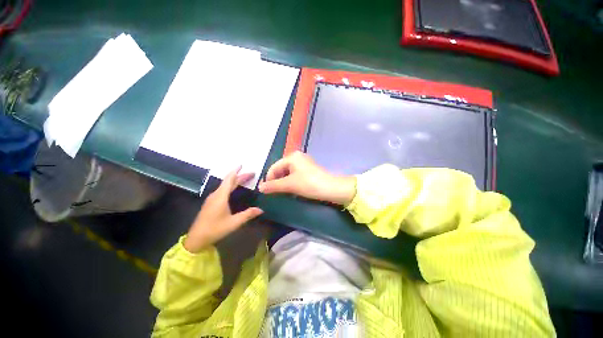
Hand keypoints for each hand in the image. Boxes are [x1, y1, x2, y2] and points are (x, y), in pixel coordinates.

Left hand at [183, 166, 263, 252]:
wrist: (196, 239)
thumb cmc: (215, 229)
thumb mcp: (234, 223)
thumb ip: (248, 214)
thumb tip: (261, 210)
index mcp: (221, 196)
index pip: (229, 179)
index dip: (236, 171)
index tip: (242, 165)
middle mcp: (216, 194)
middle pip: (229, 182)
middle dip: (240, 176)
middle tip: (252, 174)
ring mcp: (212, 199)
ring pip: (225, 185)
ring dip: (235, 181)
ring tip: (245, 180)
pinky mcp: (211, 203)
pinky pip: (222, 190)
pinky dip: (230, 186)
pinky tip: (234, 190)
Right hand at [258, 151, 355, 204]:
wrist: (331, 189)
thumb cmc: (309, 184)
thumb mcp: (290, 185)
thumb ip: (273, 186)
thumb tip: (259, 188)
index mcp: (292, 157)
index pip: (274, 167)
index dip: (268, 179)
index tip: (266, 191)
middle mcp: (297, 157)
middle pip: (280, 169)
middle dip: (276, 181)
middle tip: (274, 193)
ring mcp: (304, 163)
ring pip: (287, 173)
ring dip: (283, 183)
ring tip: (282, 193)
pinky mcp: (308, 170)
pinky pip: (295, 175)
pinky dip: (291, 182)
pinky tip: (291, 190)